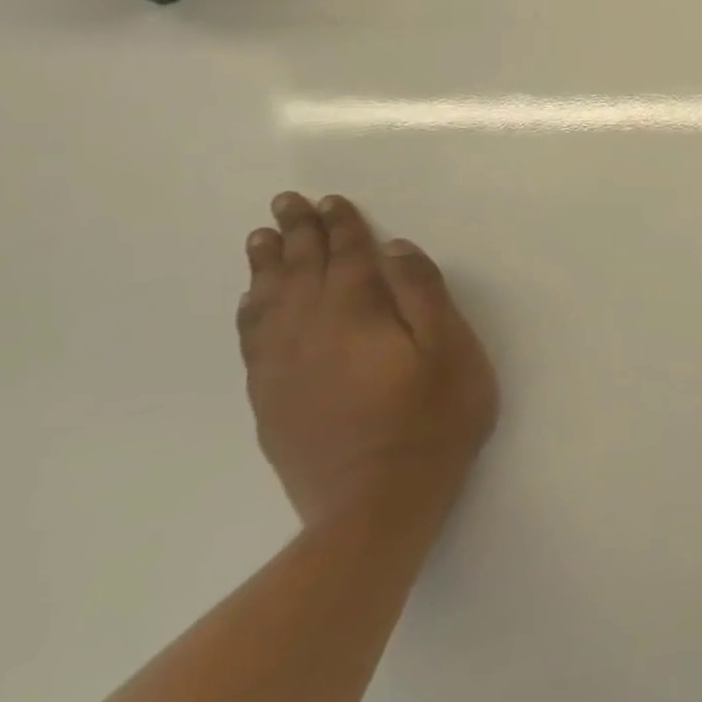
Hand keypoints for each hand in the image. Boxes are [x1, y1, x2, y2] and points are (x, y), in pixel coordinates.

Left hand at [238, 194, 498, 525]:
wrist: (376, 502)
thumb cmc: (433, 417)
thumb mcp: (450, 349)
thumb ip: (423, 294)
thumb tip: (396, 248)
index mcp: (357, 315)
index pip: (348, 257)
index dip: (342, 226)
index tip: (331, 199)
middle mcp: (310, 332)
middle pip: (300, 272)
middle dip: (297, 234)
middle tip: (286, 202)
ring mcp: (283, 368)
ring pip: (268, 302)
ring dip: (267, 266)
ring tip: (262, 238)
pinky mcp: (271, 399)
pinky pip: (252, 339)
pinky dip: (251, 310)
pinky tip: (252, 301)